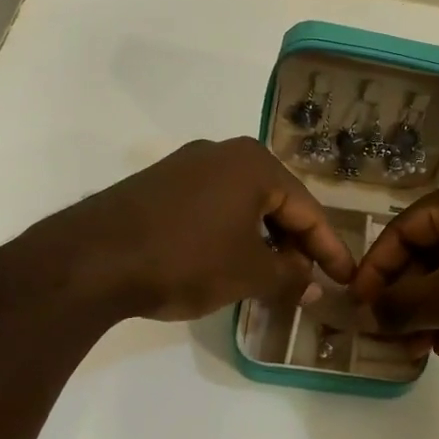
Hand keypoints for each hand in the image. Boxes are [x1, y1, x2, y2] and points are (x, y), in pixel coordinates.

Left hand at [0, 138, 355, 321]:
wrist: (92, 259)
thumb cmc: (186, 259)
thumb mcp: (248, 274)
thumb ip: (290, 278)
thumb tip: (316, 286)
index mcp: (254, 164)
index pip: (307, 209)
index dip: (330, 249)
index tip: (347, 278)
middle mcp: (223, 153)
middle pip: (276, 202)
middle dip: (295, 245)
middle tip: (310, 281)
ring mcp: (187, 165)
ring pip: (243, 206)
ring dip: (263, 242)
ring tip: (272, 278)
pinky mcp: (158, 185)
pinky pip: (212, 207)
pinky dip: (230, 235)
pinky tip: (229, 263)